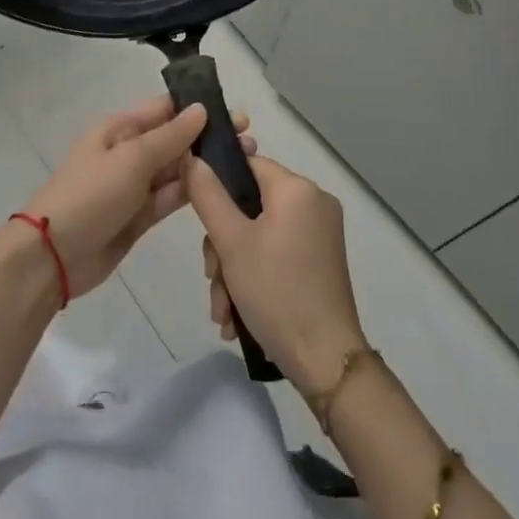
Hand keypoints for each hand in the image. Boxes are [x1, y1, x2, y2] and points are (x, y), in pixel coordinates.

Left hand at [22, 97, 254, 299]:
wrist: (54, 256)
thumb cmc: (90, 195)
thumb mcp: (131, 159)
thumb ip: (169, 137)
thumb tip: (200, 110)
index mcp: (119, 128)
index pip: (165, 109)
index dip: (199, 108)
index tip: (236, 113)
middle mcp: (129, 152)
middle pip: (175, 139)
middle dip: (209, 138)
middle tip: (250, 140)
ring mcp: (135, 185)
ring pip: (177, 169)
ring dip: (206, 165)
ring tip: (246, 160)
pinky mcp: (140, 216)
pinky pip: (171, 197)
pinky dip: (194, 191)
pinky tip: (223, 187)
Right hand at [184, 152, 365, 392]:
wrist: (326, 360)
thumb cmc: (276, 291)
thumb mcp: (231, 242)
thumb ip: (207, 195)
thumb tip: (191, 158)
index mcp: (297, 189)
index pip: (247, 164)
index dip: (218, 184)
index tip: (200, 218)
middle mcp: (314, 203)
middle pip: (250, 205)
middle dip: (223, 246)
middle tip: (213, 278)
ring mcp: (320, 234)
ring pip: (260, 235)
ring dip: (233, 270)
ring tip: (223, 311)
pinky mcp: (321, 261)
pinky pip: (278, 253)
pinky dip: (255, 277)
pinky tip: (237, 316)